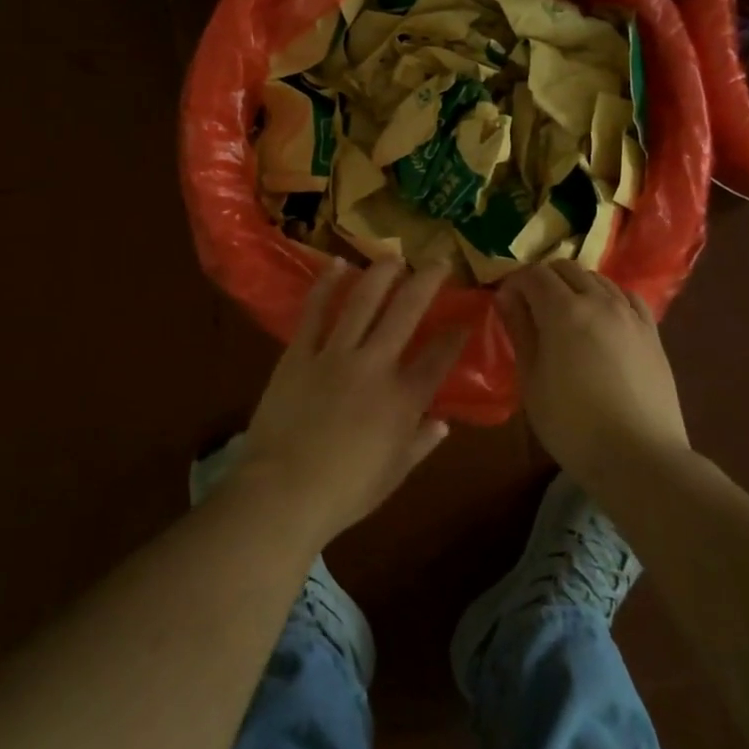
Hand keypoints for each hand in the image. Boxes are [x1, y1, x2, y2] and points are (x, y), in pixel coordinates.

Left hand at [235, 258, 467, 545]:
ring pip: (362, 301)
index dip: (456, 334)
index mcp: (403, 400)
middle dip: (426, 283)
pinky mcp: (300, 353)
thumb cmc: (344, 493)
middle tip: (439, 261)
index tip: (466, 317)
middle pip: (406, 313)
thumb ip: (420, 443)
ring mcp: (335, 354)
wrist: (282, 492)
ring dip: (381, 274)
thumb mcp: (393, 475)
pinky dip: (326, 286)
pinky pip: (315, 311)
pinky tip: (337, 265)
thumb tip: (442, 423)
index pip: (439, 357)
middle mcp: (375, 366)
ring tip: (393, 255)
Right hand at [495, 262, 688, 486]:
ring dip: (575, 286)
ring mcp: (630, 314)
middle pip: (566, 268)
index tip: (506, 303)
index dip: (515, 283)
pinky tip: (603, 319)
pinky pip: (627, 297)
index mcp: (564, 311)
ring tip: (565, 315)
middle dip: (543, 279)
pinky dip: (608, 297)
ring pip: (597, 278)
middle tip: (531, 308)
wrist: (640, 457)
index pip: (534, 274)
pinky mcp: (652, 332)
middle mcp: (599, 301)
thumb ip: (520, 332)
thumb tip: (507, 297)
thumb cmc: (573, 425)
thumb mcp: (532, 381)